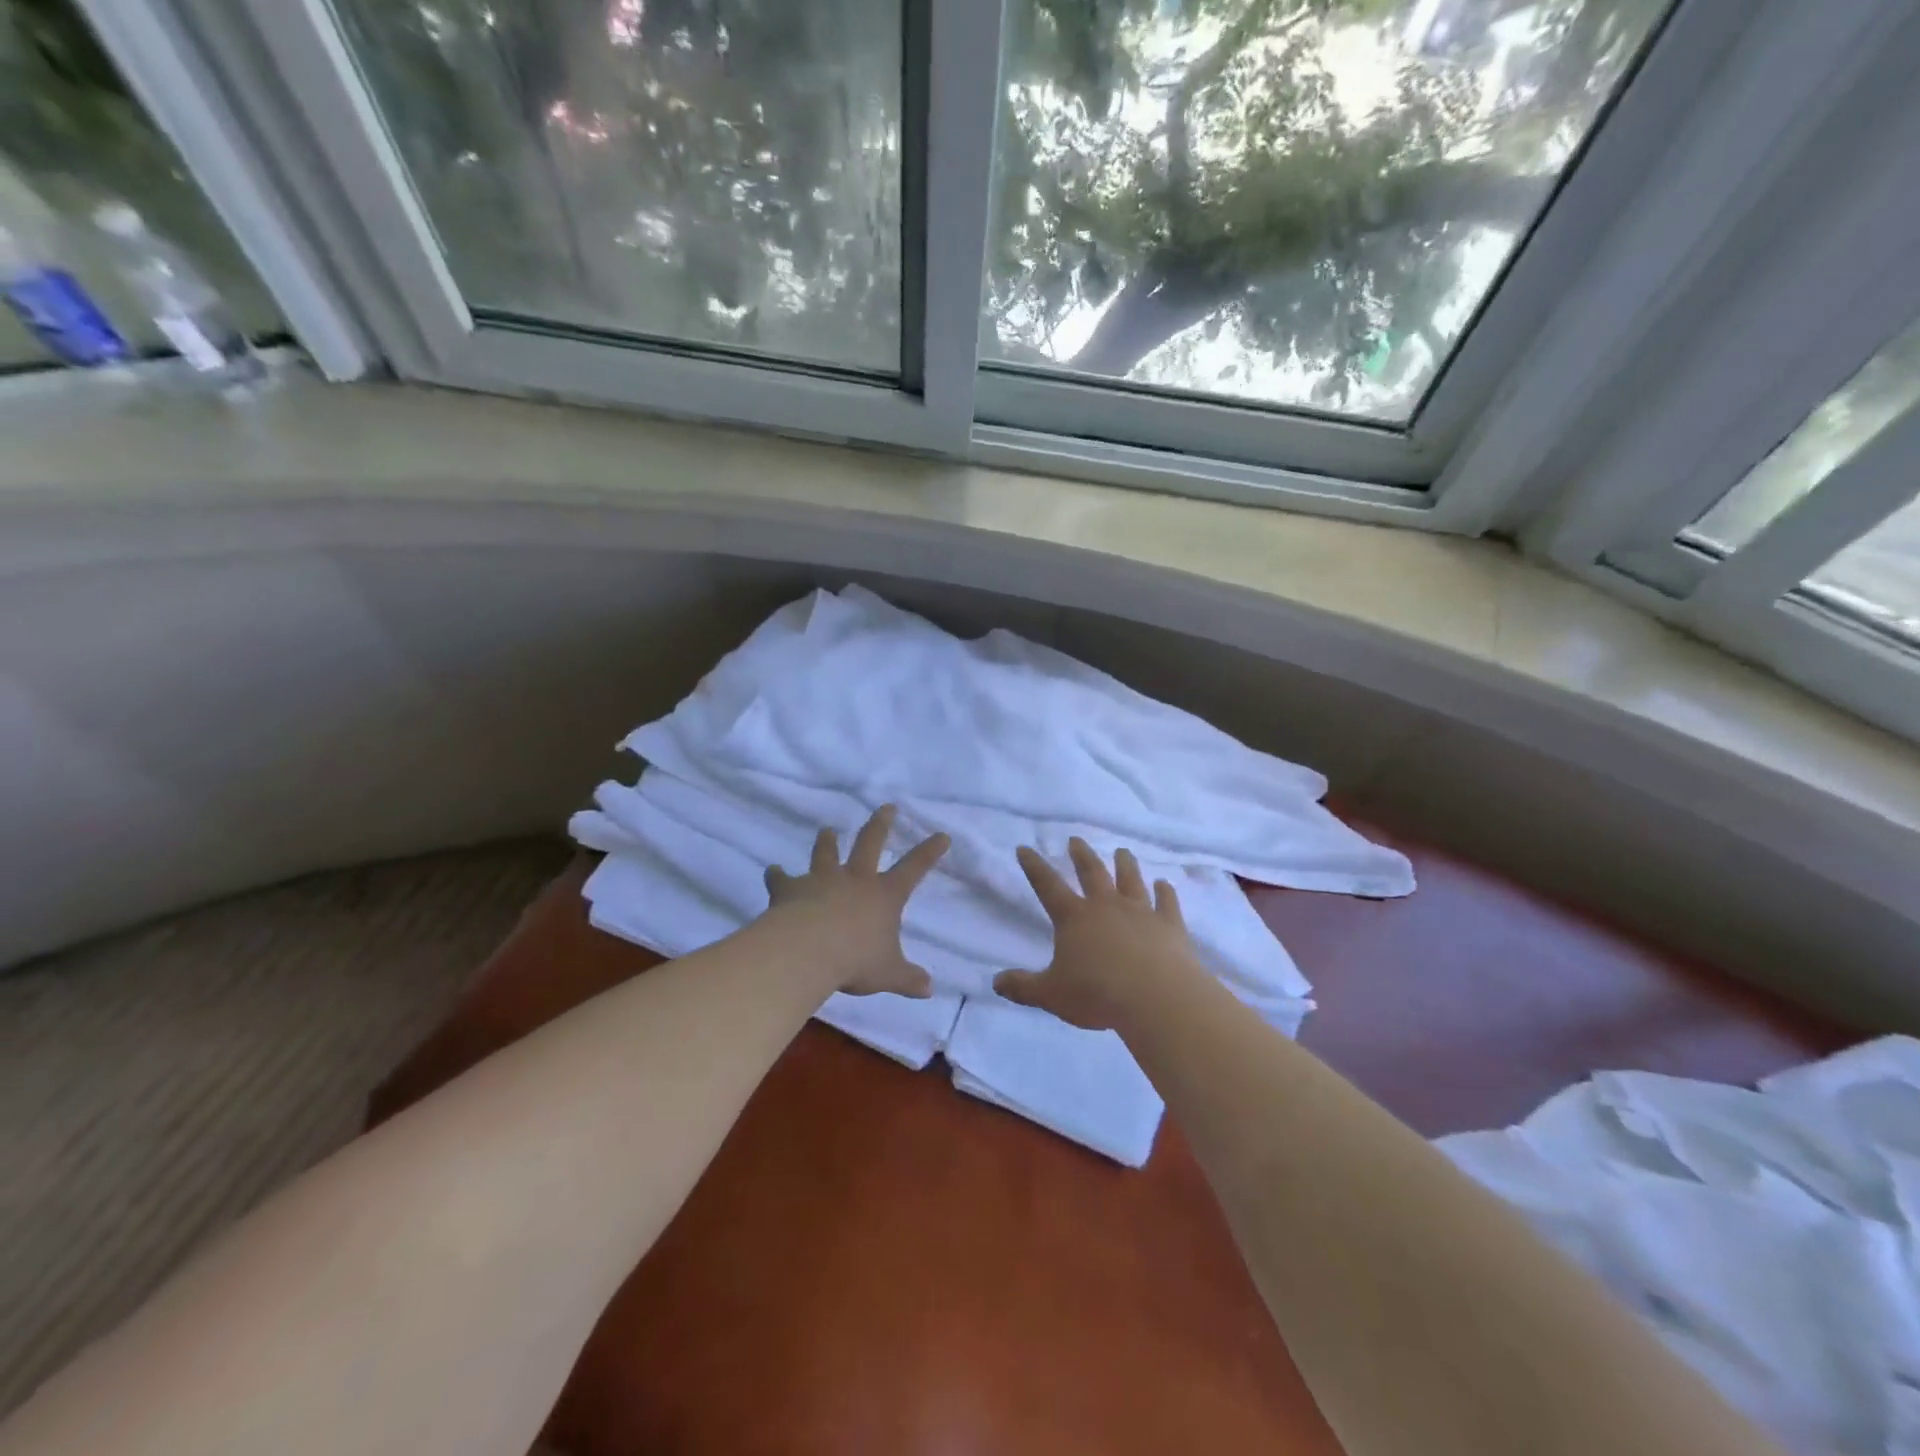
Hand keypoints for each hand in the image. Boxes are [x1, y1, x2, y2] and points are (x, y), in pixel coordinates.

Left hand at [763, 805, 949, 997]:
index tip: (942, 835)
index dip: (930, 851)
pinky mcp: (790, 889)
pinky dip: (777, 874)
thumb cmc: (855, 960)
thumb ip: (908, 978)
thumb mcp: (888, 974)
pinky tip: (772, 870)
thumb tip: (929, 989)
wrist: (806, 951)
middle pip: (870, 842)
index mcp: (884, 895)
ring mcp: (821, 880)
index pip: (914, 868)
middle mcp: (855, 879)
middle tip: (886, 807)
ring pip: (826, 853)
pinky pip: (782, 878)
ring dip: (827, 841)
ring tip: (827, 830)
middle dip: (880, 823)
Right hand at [994, 838, 1203, 1031]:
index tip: (1024, 848)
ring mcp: (1141, 912)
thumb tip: (995, 982)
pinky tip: (1165, 884)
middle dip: (1081, 855)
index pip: (1047, 885)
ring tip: (1122, 851)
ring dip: (1125, 864)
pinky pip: (1167, 903)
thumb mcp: (1051, 994)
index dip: (1034, 866)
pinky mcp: (1170, 925)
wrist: (1157, 998)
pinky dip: (1165, 892)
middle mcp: (1106, 906)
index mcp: (1074, 918)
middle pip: (1092, 873)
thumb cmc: (1098, 994)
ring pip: (1131, 880)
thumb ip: (1024, 987)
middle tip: (1076, 839)